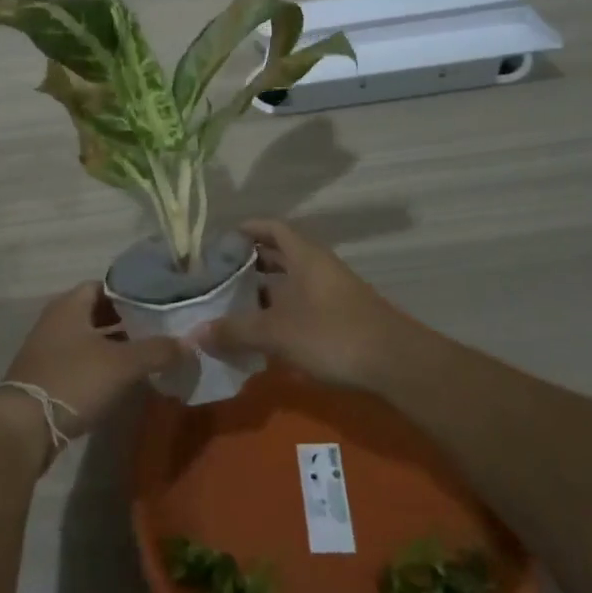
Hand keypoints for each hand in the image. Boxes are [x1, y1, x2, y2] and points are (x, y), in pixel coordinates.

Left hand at [0, 281, 182, 455]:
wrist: (24, 426)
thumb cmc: (74, 380)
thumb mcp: (122, 364)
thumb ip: (158, 350)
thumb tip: (190, 342)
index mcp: (70, 305)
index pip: (105, 285)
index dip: (131, 293)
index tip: (158, 304)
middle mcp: (56, 319)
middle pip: (96, 312)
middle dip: (126, 320)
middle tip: (157, 330)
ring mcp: (48, 348)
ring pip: (88, 338)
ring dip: (113, 345)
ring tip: (146, 354)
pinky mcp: (46, 375)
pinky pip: (79, 360)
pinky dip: (100, 365)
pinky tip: (121, 379)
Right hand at [198, 218, 426, 388]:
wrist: (396, 364)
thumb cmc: (332, 334)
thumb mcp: (276, 332)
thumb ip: (235, 330)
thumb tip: (195, 333)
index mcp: (304, 256)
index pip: (272, 228)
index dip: (247, 229)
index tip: (220, 240)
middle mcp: (319, 267)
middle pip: (281, 254)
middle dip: (251, 262)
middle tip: (220, 275)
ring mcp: (333, 292)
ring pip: (292, 282)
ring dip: (265, 290)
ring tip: (234, 305)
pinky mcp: (341, 318)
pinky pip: (303, 304)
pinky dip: (281, 312)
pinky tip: (265, 333)